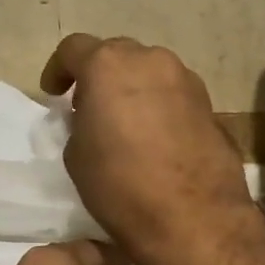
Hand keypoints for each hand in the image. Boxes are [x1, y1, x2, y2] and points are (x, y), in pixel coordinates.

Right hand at [40, 35, 254, 256]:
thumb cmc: (121, 184)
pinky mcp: (209, 104)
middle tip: (90, 107)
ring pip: (149, 71)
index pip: (74, 48)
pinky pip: (174, 93)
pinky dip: (159, 104)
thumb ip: (80, 123)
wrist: (194, 216)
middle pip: (116, 54)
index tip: (54, 95)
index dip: (59, 69)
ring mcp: (185, 79)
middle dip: (99, 75)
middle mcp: (150, 60)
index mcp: (108, 65)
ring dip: (132, 87)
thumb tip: (93, 118)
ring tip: (125, 122)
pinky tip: (155, 136)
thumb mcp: (77, 155)